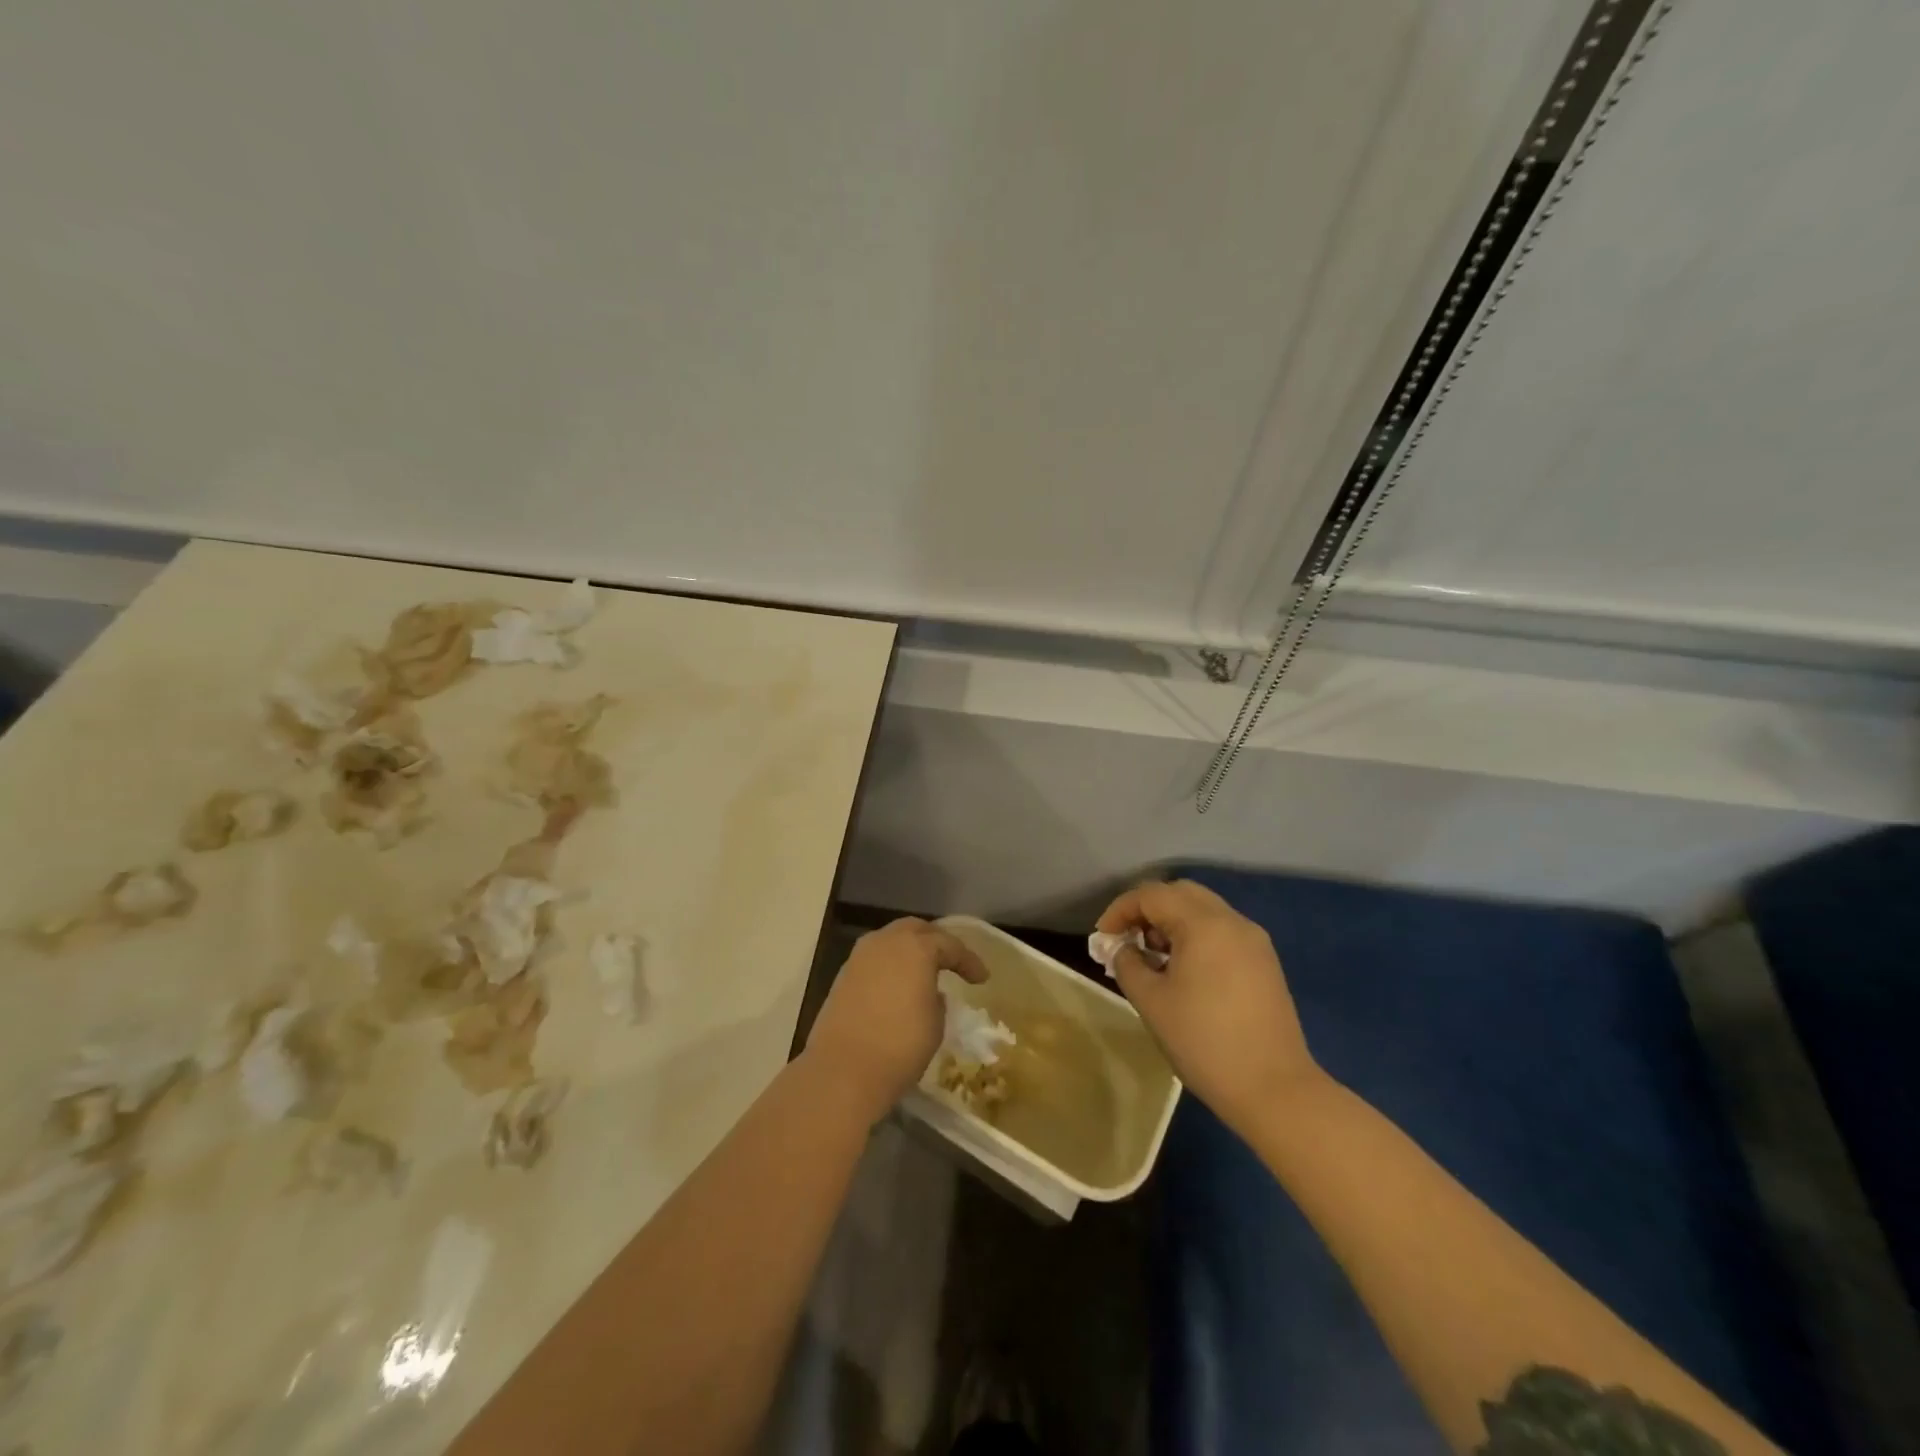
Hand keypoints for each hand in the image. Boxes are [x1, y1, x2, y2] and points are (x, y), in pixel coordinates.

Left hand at [803, 918, 987, 1120]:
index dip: (969, 961)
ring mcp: (860, 957)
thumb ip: (937, 1000)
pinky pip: (874, 959)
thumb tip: (930, 993)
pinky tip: (898, 984)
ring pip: (891, 940)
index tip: (982, 978)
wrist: (843, 1071)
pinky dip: (890, 965)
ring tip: (924, 970)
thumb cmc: (900, 1046)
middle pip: (916, 930)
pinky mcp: (843, 976)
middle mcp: (886, 942)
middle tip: (952, 961)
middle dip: (936, 941)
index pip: (950, 945)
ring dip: (910, 950)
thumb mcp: (935, 1025)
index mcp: (916, 948)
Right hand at [1097, 880, 1323, 1131]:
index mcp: (1203, 924)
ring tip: (1153, 958)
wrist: (1274, 1089)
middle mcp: (1232, 921)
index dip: (1121, 910)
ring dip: (1172, 922)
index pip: (1152, 895)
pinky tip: (1184, 971)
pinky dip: (1196, 937)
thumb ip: (1127, 964)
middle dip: (1148, 910)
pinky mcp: (1265, 963)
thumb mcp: (1151, 1001)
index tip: (1103, 938)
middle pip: (1180, 893)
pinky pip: (1222, 932)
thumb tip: (1119, 948)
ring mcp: (1253, 941)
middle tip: (1128, 940)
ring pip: (1204, 911)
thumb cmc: (1204, 1041)